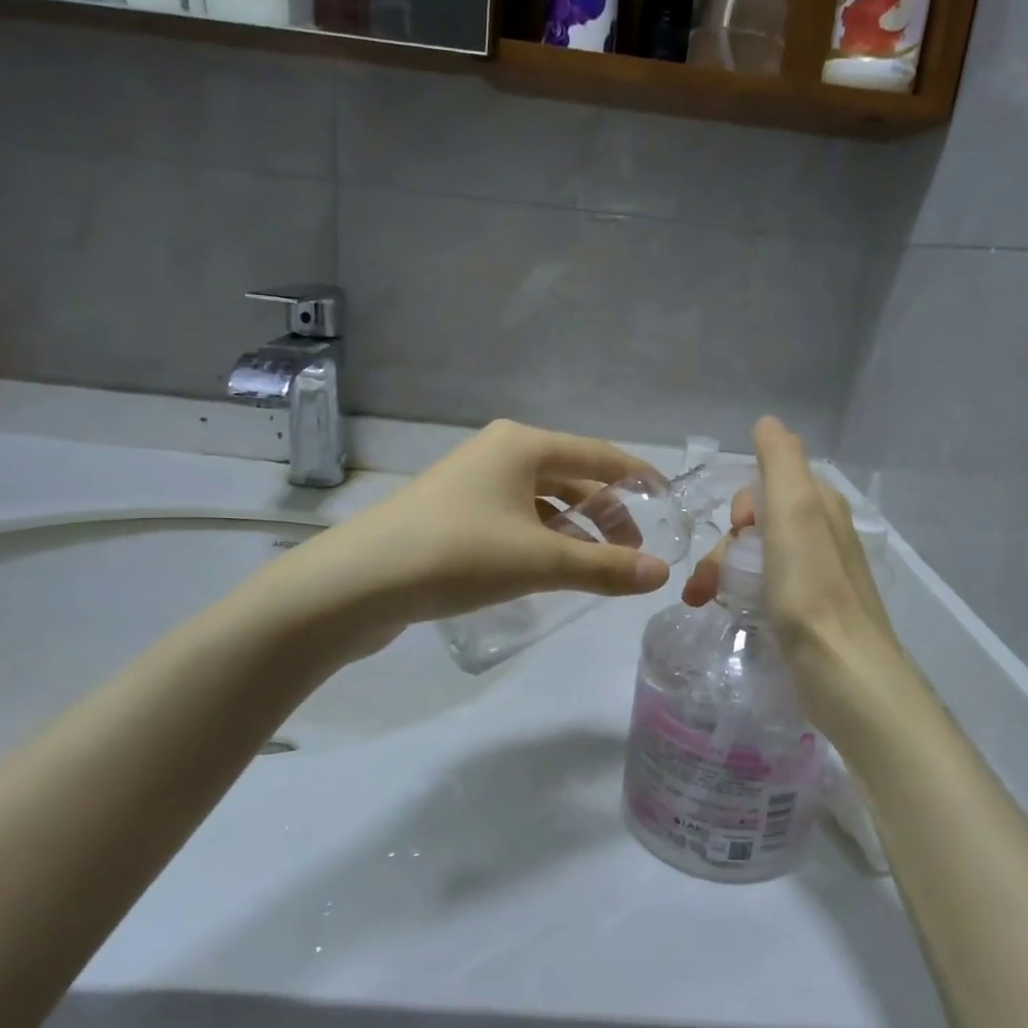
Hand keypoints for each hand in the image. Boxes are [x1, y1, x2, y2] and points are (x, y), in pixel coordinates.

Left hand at [283, 420, 671, 654]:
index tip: (668, 503)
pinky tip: (548, 570)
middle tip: (632, 555)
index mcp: (523, 445)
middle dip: (607, 514)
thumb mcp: (541, 561)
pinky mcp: (452, 514)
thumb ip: (604, 567)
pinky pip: (514, 519)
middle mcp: (499, 453)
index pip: (600, 455)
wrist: (359, 583)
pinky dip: (541, 539)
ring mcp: (471, 483)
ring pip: (542, 501)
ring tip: (595, 568)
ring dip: (573, 530)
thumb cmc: (459, 554)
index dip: (638, 479)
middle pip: (572, 478)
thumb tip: (661, 574)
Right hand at [680, 417, 923, 747]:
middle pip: (756, 524)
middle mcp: (822, 535)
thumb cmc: (811, 589)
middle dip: (724, 545)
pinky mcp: (808, 613)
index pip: (766, 485)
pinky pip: (763, 587)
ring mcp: (816, 577)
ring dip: (721, 571)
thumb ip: (780, 463)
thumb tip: (768, 422)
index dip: (742, 506)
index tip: (737, 532)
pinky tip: (725, 611)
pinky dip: (737, 593)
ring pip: (755, 557)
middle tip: (708, 580)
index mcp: (820, 507)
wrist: (843, 672)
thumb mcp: (794, 512)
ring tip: (702, 601)